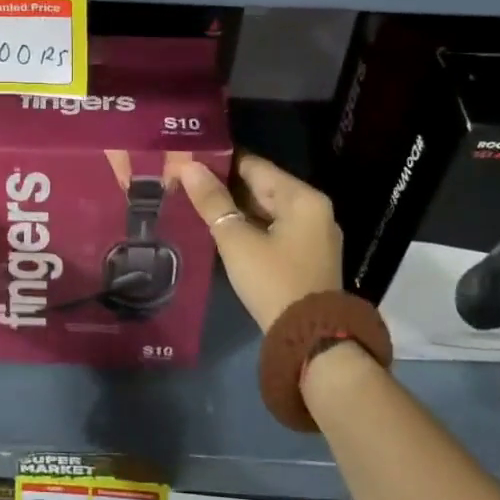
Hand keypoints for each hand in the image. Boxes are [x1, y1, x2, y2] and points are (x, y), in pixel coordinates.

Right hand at [180, 154, 342, 331]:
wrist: (311, 340)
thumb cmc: (273, 281)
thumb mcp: (237, 240)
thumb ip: (213, 202)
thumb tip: (188, 166)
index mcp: (302, 198)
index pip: (254, 165)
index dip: (219, 161)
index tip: (188, 159)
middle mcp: (313, 209)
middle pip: (262, 186)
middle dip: (224, 185)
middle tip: (185, 180)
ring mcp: (312, 234)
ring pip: (266, 209)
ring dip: (234, 207)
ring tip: (195, 200)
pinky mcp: (306, 256)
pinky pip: (272, 228)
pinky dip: (248, 225)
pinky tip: (219, 227)